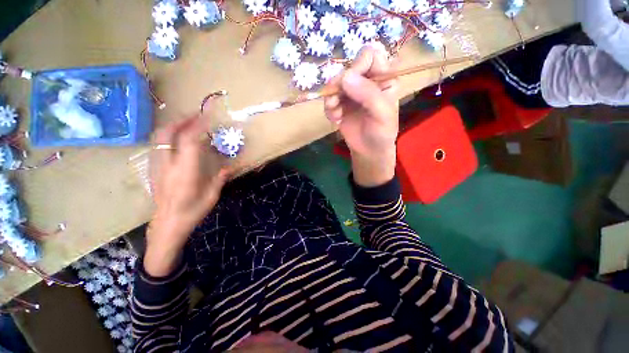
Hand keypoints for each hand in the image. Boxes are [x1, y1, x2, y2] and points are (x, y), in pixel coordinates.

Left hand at [144, 115, 229, 276]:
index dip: (198, 125)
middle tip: (196, 115)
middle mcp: (168, 164)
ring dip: (173, 126)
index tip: (208, 116)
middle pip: (167, 133)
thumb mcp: (212, 195)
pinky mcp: (153, 169)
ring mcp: (157, 166)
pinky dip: (168, 135)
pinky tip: (177, 138)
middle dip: (182, 120)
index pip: (189, 140)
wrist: (167, 225)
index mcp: (185, 171)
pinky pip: (158, 145)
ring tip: (187, 122)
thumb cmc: (192, 212)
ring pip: (159, 137)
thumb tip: (229, 167)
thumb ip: (220, 178)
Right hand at [324, 44, 398, 186]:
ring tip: (336, 114)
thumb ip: (368, 94)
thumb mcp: (382, 114)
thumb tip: (345, 77)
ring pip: (335, 83)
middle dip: (339, 84)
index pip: (370, 55)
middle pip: (348, 68)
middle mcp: (366, 81)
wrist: (369, 151)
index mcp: (383, 78)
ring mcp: (352, 93)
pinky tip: (335, 120)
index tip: (350, 82)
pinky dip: (329, 109)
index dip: (358, 64)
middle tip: (336, 101)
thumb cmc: (381, 133)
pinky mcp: (340, 104)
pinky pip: (329, 99)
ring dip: (331, 98)